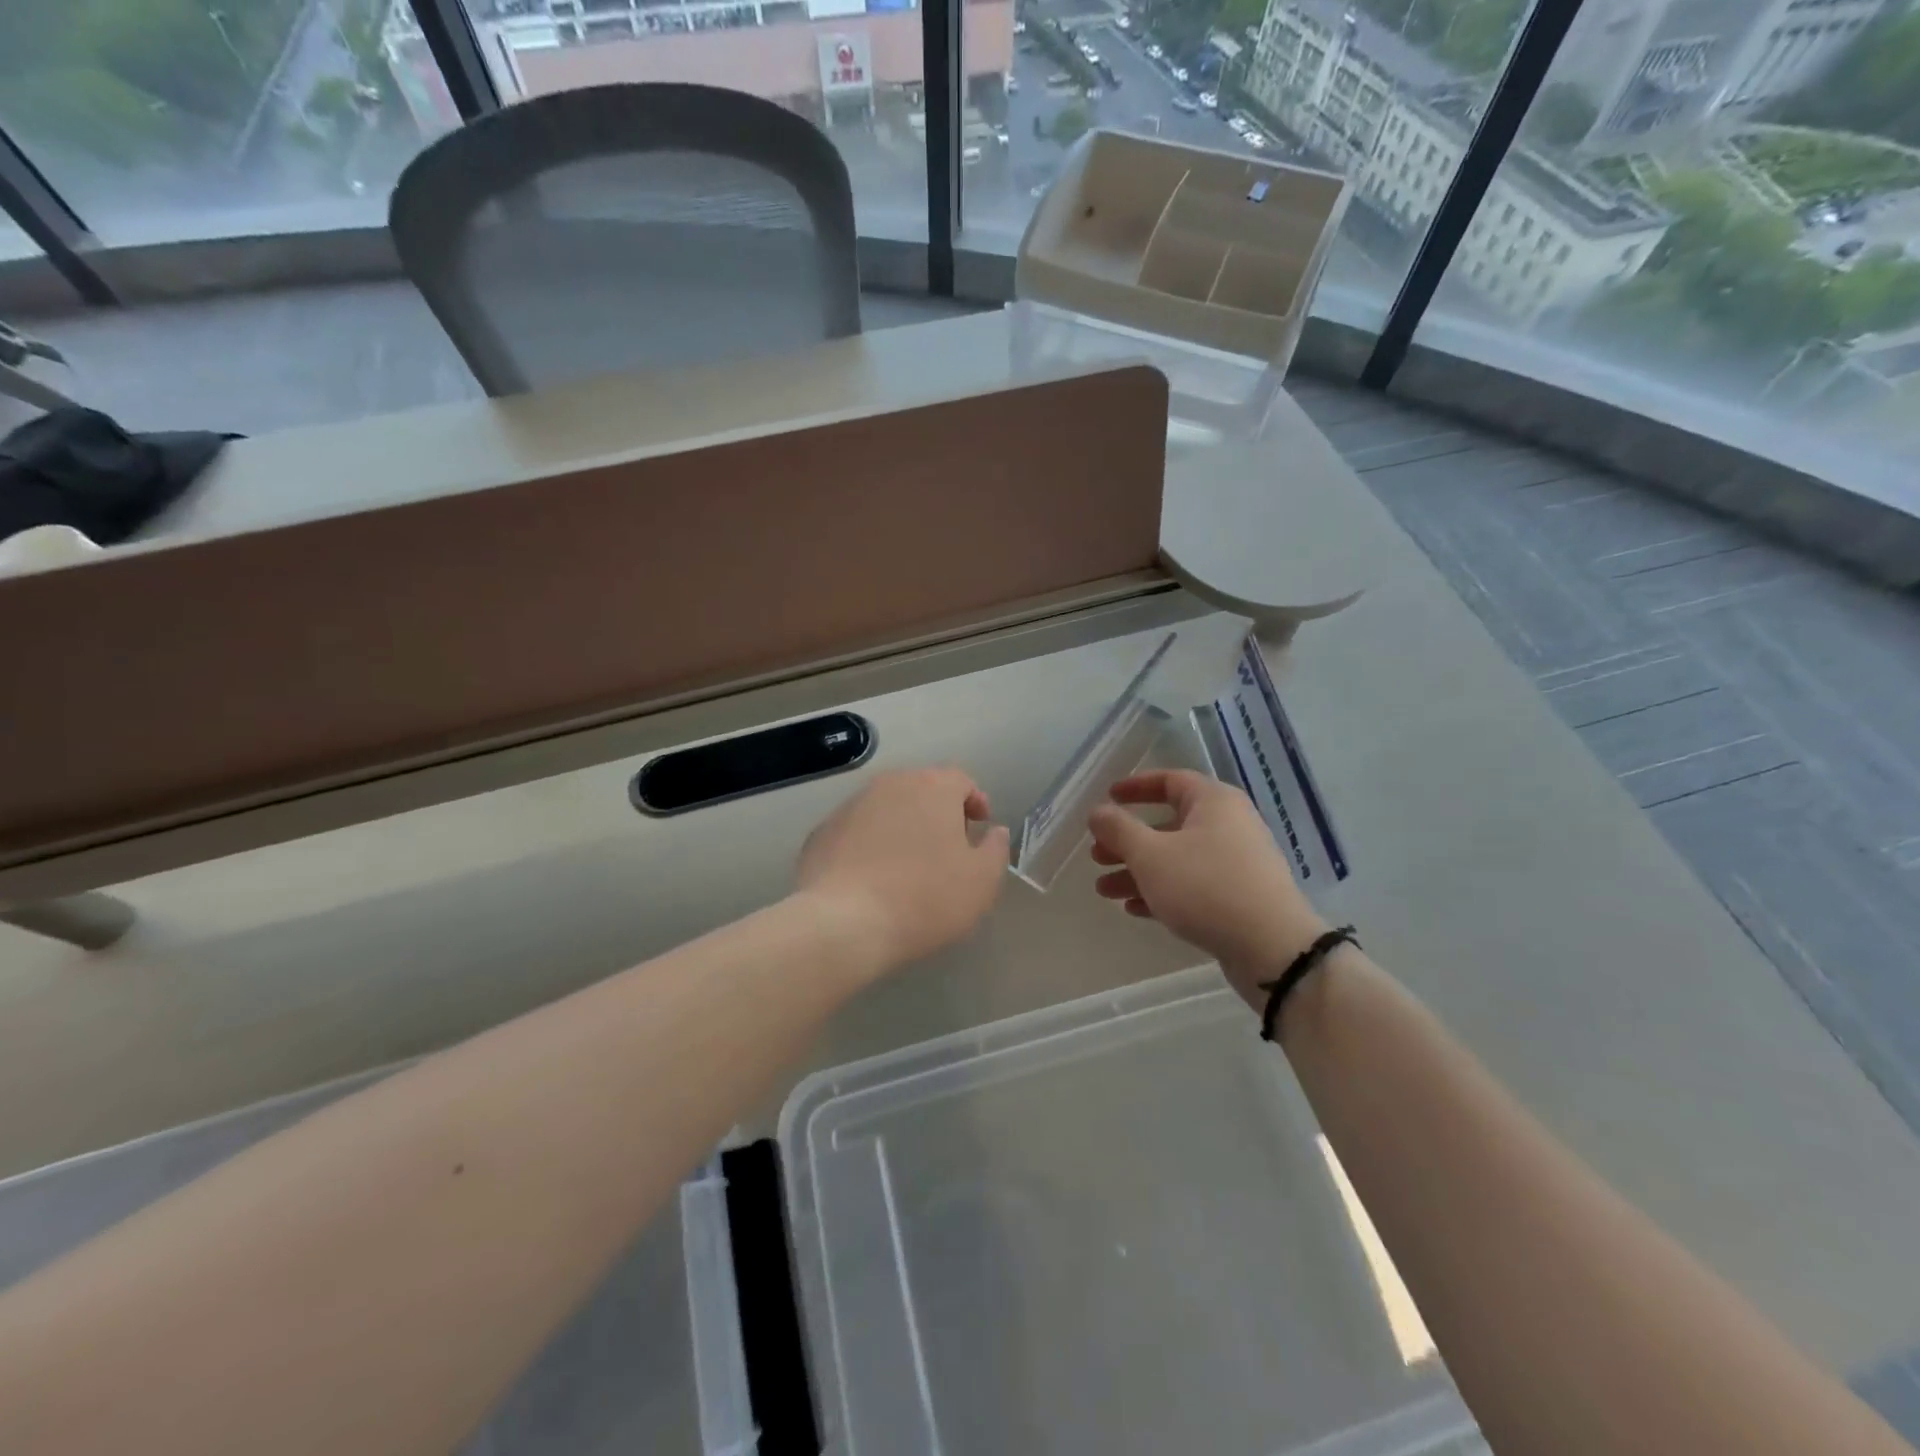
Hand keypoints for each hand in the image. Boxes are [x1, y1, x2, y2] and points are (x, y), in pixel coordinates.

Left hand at [796, 767, 1009, 972]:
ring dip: (902, 827)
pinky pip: (857, 831)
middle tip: (947, 846)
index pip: (961, 781)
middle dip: (938, 812)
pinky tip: (872, 878)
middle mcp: (890, 784)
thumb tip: (994, 831)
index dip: (974, 802)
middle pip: (921, 789)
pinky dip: (869, 845)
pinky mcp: (822, 832)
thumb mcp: (981, 881)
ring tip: (908, 864)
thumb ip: (995, 849)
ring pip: (886, 808)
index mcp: (933, 787)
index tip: (979, 827)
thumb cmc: (925, 898)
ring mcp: (851, 806)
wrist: (843, 923)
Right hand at [1088, 770, 1325, 1004]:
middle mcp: (1229, 825)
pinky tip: (1134, 909)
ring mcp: (1236, 863)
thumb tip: (1098, 811)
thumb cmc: (1205, 888)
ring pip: (1177, 859)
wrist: (1272, 948)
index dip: (1135, 787)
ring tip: (1104, 890)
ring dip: (1138, 871)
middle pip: (1168, 824)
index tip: (1107, 798)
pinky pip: (1192, 885)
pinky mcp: (1239, 897)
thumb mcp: (1151, 855)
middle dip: (1128, 841)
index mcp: (1213, 802)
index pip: (1169, 780)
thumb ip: (1119, 829)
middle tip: (1097, 855)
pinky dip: (1163, 891)